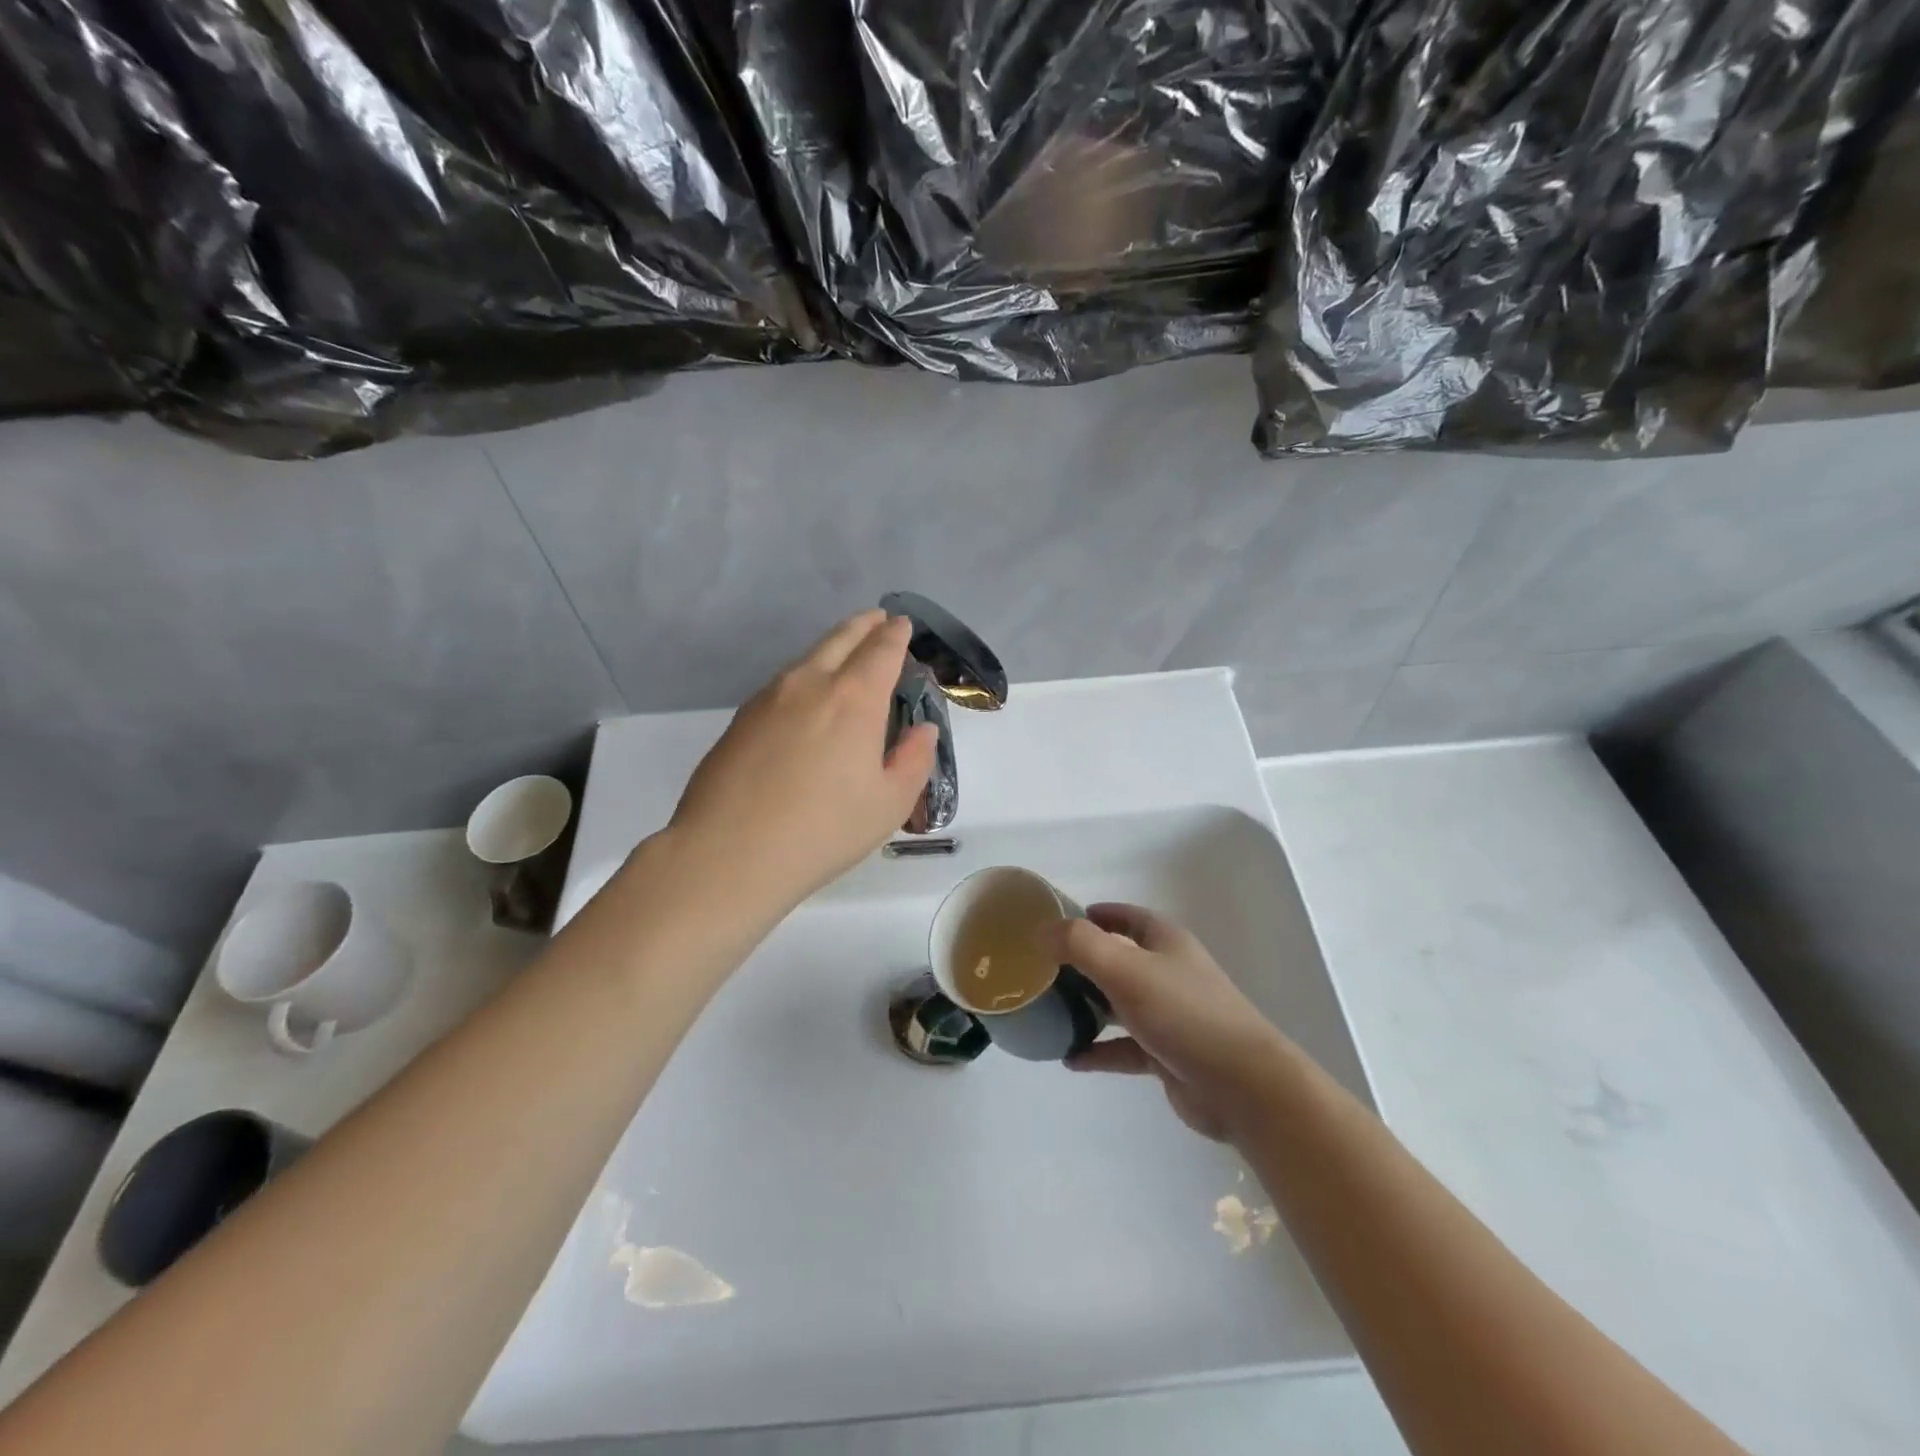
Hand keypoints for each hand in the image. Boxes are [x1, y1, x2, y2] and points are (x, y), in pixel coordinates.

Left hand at [667, 611, 938, 912]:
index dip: (896, 635)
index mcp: (854, 698)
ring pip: (807, 658)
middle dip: (864, 626)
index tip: (901, 625)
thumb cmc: (822, 830)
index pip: (881, 650)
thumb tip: (922, 731)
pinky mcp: (740, 719)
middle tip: (877, 621)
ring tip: (845, 656)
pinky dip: (804, 677)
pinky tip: (805, 700)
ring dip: (831, 648)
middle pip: (841, 638)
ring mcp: (768, 698)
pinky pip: (782, 684)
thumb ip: (914, 760)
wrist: (729, 853)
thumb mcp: (888, 804)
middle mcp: (810, 684)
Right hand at [1042, 904, 1293, 1141]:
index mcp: (1164, 941)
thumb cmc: (1183, 1013)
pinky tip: (1070, 1059)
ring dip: (1087, 1007)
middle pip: (1119, 959)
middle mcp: (1168, 972)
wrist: (1242, 1085)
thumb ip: (1080, 945)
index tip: (1057, 921)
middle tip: (1042, 970)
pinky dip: (1098, 1051)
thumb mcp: (1125, 968)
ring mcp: (1169, 1015)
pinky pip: (1123, 1047)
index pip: (1126, 917)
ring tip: (1048, 1013)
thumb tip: (1043, 931)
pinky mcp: (1167, 1055)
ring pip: (1119, 1004)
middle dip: (1082, 962)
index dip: (1094, 914)